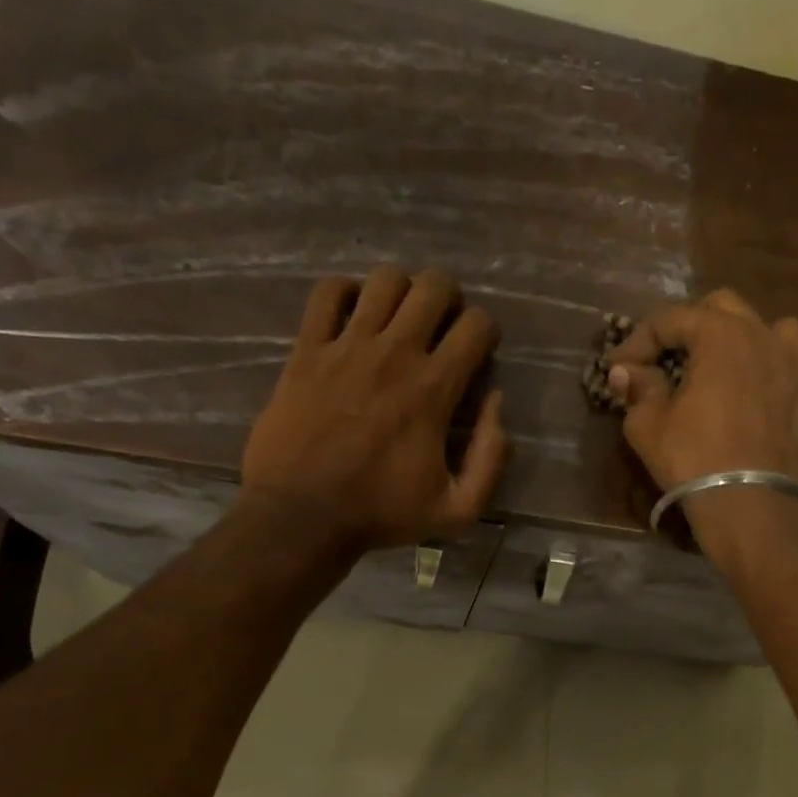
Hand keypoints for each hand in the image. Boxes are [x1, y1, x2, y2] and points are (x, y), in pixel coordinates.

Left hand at [240, 266, 507, 551]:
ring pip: (385, 280)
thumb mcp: (458, 509)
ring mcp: (346, 346)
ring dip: (401, 293)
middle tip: (441, 327)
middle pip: (434, 286)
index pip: (477, 324)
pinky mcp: (306, 349)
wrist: (300, 516)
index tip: (476, 355)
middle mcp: (395, 353)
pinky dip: (344, 294)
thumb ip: (491, 458)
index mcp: (434, 388)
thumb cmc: (381, 514)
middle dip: (449, 299)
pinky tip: (351, 317)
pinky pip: (327, 293)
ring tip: (398, 320)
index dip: (486, 332)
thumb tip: (497, 403)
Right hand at [606, 287, 797, 488]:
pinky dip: (765, 379)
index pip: (672, 319)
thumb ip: (638, 388)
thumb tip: (626, 372)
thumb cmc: (695, 459)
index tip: (618, 365)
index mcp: (723, 335)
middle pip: (724, 308)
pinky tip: (750, 405)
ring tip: (723, 367)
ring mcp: (797, 369)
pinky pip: (787, 373)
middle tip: (667, 356)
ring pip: (771, 331)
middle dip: (690, 326)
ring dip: (742, 340)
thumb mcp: (648, 425)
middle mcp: (765, 339)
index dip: (639, 339)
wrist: (755, 507)